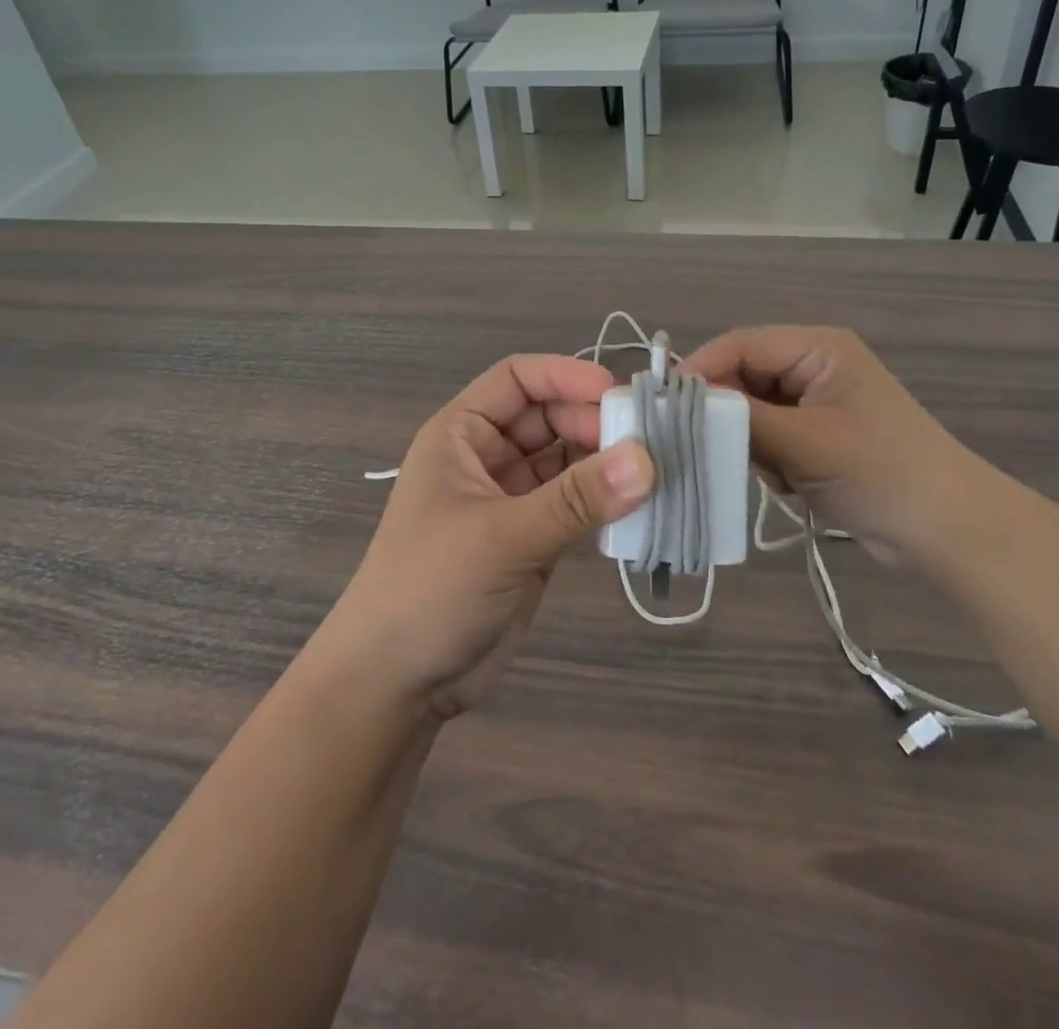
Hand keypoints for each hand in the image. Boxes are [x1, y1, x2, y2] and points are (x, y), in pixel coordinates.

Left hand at [325, 355, 653, 720]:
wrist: (397, 683)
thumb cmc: (431, 588)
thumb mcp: (503, 536)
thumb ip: (576, 498)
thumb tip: (648, 458)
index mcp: (461, 435)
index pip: (518, 379)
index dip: (566, 375)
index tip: (618, 393)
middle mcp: (487, 457)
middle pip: (550, 417)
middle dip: (596, 422)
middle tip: (652, 440)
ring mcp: (511, 500)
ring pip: (568, 461)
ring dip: (608, 462)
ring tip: (661, 469)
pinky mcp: (533, 539)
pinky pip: (576, 504)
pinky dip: (606, 502)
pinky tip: (643, 506)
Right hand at [681, 326, 986, 560]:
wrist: (947, 532)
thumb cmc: (880, 473)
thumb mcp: (805, 442)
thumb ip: (740, 418)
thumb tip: (681, 402)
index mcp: (817, 349)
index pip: (740, 345)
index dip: (700, 370)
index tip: (664, 405)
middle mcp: (812, 367)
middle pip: (741, 377)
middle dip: (724, 413)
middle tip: (703, 447)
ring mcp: (813, 404)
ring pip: (749, 411)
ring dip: (747, 442)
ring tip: (768, 472)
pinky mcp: (814, 437)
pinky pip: (766, 436)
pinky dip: (764, 459)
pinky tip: (787, 483)